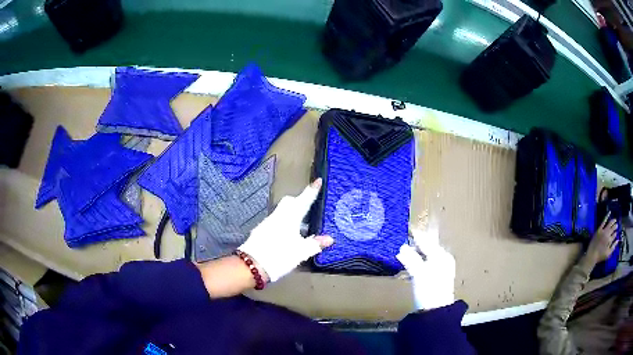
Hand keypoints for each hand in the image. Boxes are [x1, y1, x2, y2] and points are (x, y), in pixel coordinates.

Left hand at [238, 179, 333, 282]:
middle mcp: (278, 216)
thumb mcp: (301, 252)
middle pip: (289, 202)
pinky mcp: (261, 231)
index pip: (304, 200)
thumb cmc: (280, 255)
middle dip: (299, 200)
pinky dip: (283, 222)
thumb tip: (330, 239)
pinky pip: (275, 221)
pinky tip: (287, 234)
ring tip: (300, 223)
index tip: (318, 180)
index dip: (312, 191)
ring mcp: (267, 223)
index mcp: (290, 217)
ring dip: (291, 212)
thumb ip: (315, 244)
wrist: (252, 265)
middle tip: (308, 204)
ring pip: (281, 211)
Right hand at [396, 227, 455, 310]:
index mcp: (442, 256)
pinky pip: (425, 263)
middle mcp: (443, 259)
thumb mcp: (419, 273)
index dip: (417, 235)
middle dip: (416, 243)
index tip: (407, 228)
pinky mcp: (434, 277)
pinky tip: (410, 262)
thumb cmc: (429, 290)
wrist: (435, 311)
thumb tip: (402, 248)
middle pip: (428, 247)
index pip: (427, 241)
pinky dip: (417, 260)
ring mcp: (440, 269)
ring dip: (416, 252)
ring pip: (426, 255)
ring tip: (404, 249)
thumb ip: (410, 259)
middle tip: (404, 238)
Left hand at [586, 212, 618, 263]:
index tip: (616, 233)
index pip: (615, 235)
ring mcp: (603, 231)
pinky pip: (604, 221)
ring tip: (615, 220)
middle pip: (613, 228)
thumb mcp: (608, 254)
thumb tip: (618, 240)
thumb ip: (613, 247)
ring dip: (613, 221)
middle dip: (615, 226)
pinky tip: (609, 212)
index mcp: (610, 240)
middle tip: (616, 225)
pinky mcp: (599, 229)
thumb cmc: (600, 256)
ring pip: (610, 223)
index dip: (615, 234)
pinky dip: (607, 216)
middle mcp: (607, 234)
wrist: (592, 255)